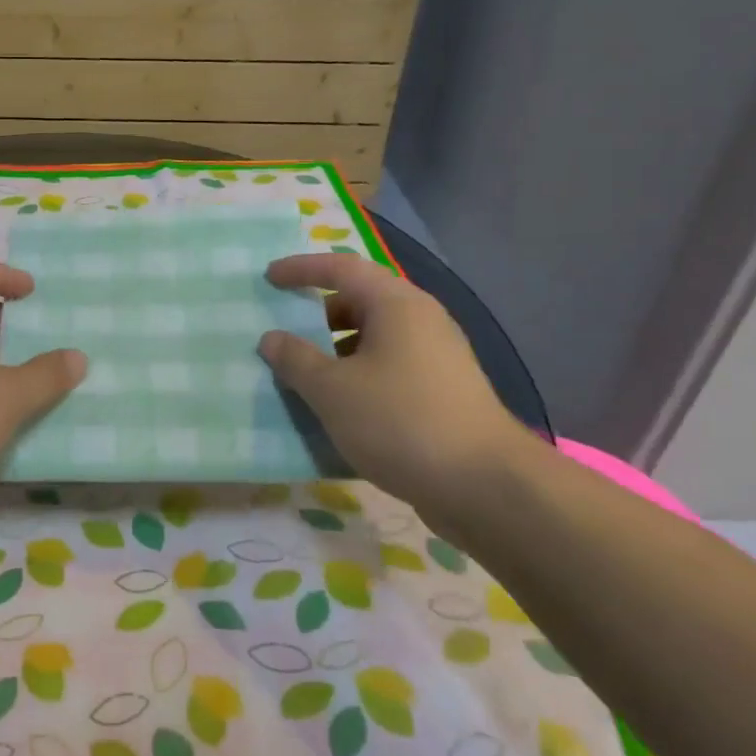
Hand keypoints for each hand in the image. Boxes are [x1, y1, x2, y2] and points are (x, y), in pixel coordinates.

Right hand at [258, 254, 535, 523]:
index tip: (269, 278)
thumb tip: (271, 339)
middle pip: (361, 300)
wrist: (486, 487)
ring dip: (336, 349)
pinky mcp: (444, 391)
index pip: (342, 268)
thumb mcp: (332, 390)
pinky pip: (389, 367)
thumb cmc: (400, 421)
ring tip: (305, 373)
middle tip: (285, 328)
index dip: (302, 269)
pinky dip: (358, 375)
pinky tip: (340, 407)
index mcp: (396, 304)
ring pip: (376, 337)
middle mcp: (421, 320)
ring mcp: (438, 356)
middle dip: (319, 312)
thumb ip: (295, 359)